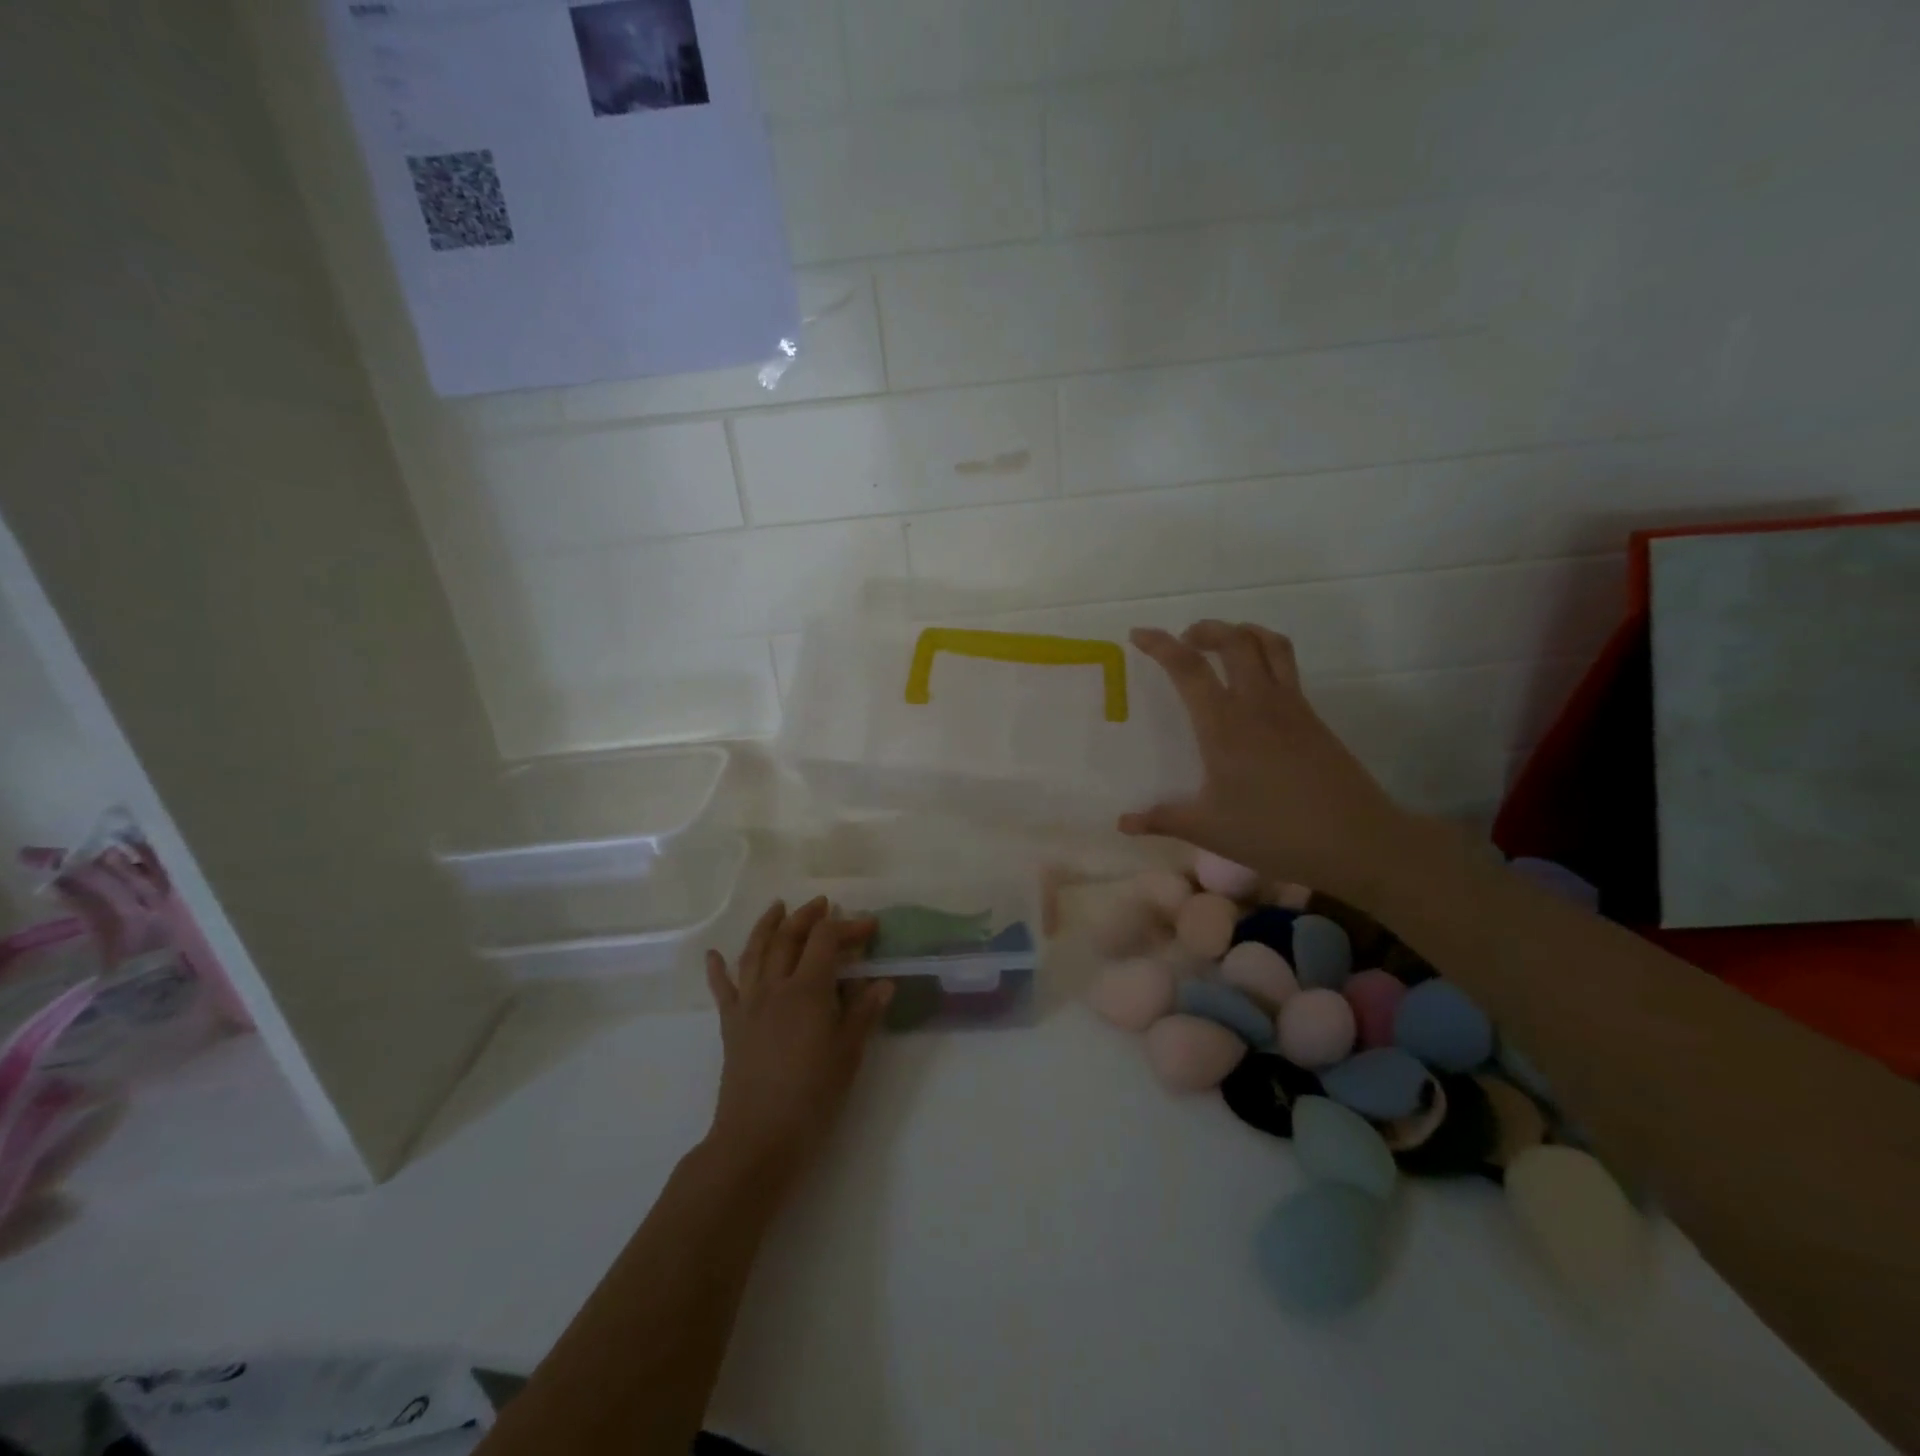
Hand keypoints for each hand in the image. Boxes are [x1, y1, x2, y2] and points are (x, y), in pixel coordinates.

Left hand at [703, 898, 891, 1185]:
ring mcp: (748, 1004)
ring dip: (767, 926)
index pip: (825, 940)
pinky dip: (718, 968)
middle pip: (788, 937)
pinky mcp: (731, 1026)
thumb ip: (863, 1013)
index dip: (848, 927)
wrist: (757, 1138)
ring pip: (754, 952)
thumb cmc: (812, 1097)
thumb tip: (883, 982)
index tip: (869, 927)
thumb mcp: (848, 1054)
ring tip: (778, 907)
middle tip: (824, 905)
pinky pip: (723, 989)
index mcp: (807, 990)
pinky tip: (714, 954)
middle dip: (807, 916)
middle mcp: (774, 987)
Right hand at [1121, 622, 1411, 900]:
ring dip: (1241, 632)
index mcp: (1224, 726)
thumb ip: (1162, 820)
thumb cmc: (1274, 833)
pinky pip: (1287, 666)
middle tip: (1184, 640)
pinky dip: (1265, 654)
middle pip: (1234, 639)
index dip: (1160, 645)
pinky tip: (1254, 684)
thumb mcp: (1209, 830)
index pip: (1188, 668)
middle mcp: (1258, 703)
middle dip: (1205, 629)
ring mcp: (1291, 706)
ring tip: (1222, 644)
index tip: (1139, 634)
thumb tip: (1123, 823)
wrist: (1356, 841)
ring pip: (1268, 644)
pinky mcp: (1313, 716)